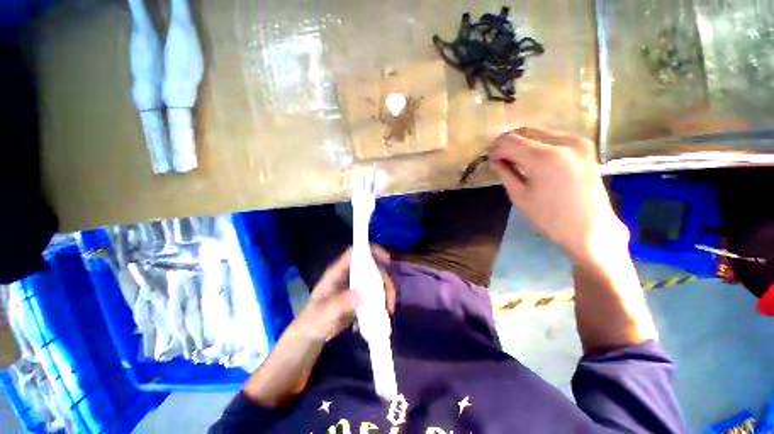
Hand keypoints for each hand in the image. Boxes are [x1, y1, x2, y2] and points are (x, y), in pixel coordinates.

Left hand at [293, 247, 395, 340]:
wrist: (312, 334)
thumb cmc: (313, 320)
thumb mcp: (324, 313)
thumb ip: (341, 303)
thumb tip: (364, 294)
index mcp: (337, 272)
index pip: (354, 253)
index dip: (371, 250)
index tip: (386, 259)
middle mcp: (348, 275)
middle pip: (372, 267)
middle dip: (384, 279)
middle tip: (390, 297)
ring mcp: (355, 285)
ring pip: (376, 280)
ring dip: (386, 291)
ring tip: (389, 309)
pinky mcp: (360, 297)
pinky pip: (376, 293)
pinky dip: (383, 300)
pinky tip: (385, 312)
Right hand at [489, 127, 627, 262]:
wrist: (591, 229)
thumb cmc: (550, 218)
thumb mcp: (520, 196)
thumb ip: (505, 173)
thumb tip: (494, 160)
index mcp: (545, 157)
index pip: (510, 141)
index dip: (495, 148)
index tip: (489, 159)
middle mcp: (564, 142)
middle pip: (525, 132)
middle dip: (507, 143)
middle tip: (498, 158)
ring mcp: (578, 141)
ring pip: (539, 133)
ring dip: (522, 143)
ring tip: (513, 159)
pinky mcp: (585, 146)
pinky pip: (552, 137)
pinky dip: (537, 145)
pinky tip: (532, 159)